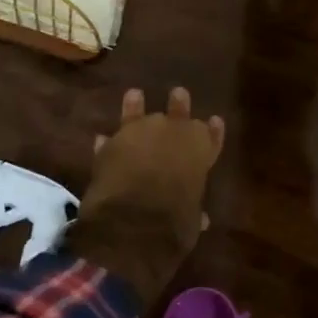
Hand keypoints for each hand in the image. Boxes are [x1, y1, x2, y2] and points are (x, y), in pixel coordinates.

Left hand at [72, 87, 224, 303]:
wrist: (133, 223)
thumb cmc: (174, 224)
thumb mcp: (192, 221)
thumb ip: (194, 211)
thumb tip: (203, 219)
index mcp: (200, 151)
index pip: (211, 136)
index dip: (213, 131)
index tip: (215, 120)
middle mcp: (173, 134)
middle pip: (179, 112)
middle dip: (179, 105)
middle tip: (178, 93)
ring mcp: (141, 133)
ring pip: (139, 113)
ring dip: (136, 106)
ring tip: (134, 94)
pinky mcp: (112, 143)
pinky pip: (111, 139)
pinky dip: (108, 142)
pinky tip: (102, 138)